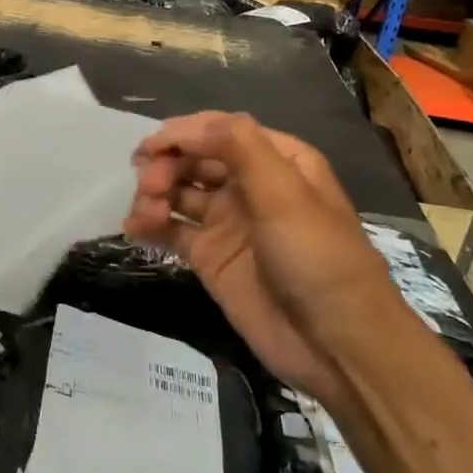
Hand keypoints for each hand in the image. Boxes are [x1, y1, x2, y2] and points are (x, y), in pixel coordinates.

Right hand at [124, 112, 419, 406]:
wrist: (337, 346)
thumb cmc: (317, 258)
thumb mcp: (286, 194)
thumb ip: (238, 147)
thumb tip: (188, 126)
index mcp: (277, 161)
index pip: (219, 131)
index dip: (182, 134)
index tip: (151, 149)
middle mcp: (249, 185)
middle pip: (193, 159)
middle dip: (165, 165)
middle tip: (150, 188)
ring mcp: (228, 222)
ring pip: (177, 191)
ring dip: (153, 194)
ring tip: (144, 215)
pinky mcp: (210, 257)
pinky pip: (171, 229)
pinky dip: (149, 224)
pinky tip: (134, 229)